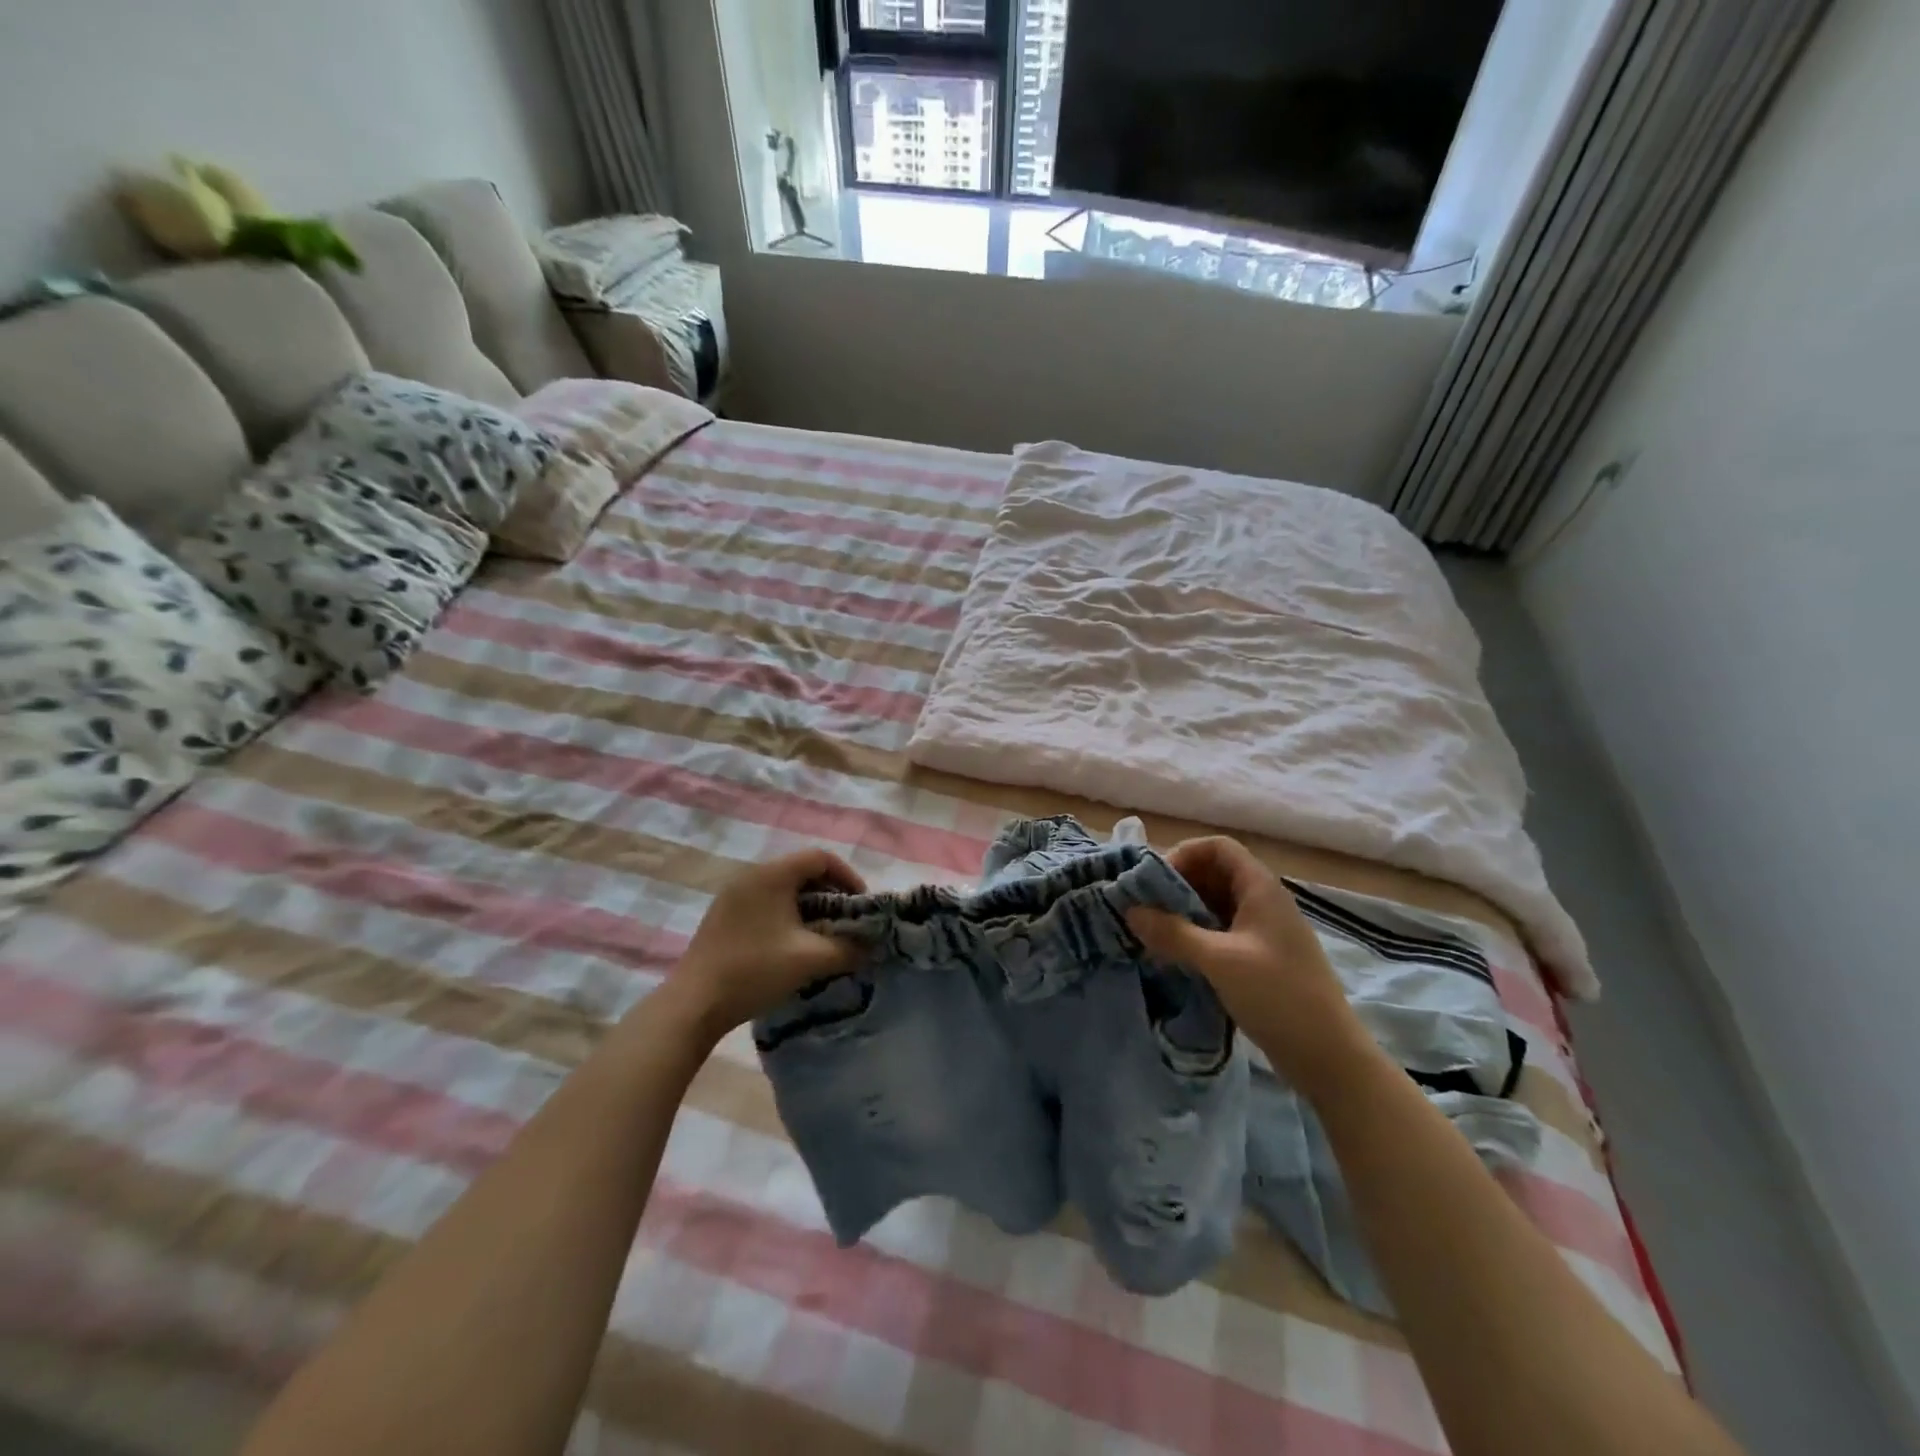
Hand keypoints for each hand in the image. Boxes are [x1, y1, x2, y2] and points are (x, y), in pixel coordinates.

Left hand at [661, 849, 867, 1039]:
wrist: (694, 1004)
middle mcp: (751, 875)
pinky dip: (786, 915)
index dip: (848, 877)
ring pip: (782, 889)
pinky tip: (790, 946)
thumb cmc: (755, 971)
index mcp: (772, 875)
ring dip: (808, 907)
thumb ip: (848, 948)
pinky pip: (764, 902)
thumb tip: (870, 945)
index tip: (860, 906)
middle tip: (844, 923)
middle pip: (801, 871)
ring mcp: (732, 895)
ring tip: (821, 937)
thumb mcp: (810, 959)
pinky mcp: (722, 916)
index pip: (820, 857)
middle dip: (830, 894)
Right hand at [1127, 837, 1370, 1088]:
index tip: (1156, 882)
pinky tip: (1175, 957)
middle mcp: (1263, 902)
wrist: (1329, 1057)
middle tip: (1146, 909)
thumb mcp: (1219, 961)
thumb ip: (1173, 933)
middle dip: (1177, 886)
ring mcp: (1263, 931)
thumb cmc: (1278, 996)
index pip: (1218, 847)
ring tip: (1153, 934)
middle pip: (1214, 874)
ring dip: (1184, 913)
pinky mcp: (1259, 958)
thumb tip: (1130, 911)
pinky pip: (1221, 932)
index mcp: (1261, 888)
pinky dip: (1196, 936)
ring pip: (1215, 905)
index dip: (1185, 854)